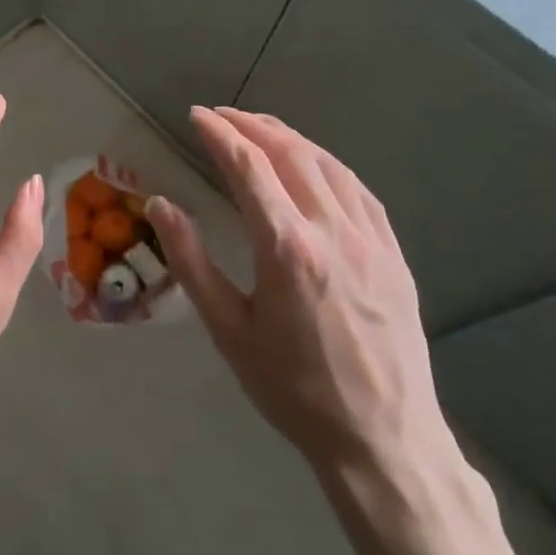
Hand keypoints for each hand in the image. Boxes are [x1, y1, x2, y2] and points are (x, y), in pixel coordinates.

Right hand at [148, 107, 455, 481]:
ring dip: (290, 137)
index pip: (248, 167)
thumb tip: (161, 204)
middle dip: (252, 125)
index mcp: (286, 247)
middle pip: (290, 153)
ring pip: (329, 165)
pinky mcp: (394, 254)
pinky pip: (359, 190)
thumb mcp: (229, 330)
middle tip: (221, 115)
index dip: (219, 134)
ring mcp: (371, 239)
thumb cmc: (293, 389)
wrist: (383, 439)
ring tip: (260, 127)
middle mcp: (332, 230)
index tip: (196, 116)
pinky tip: (314, 164)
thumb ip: (191, 261)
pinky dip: (328, 164)